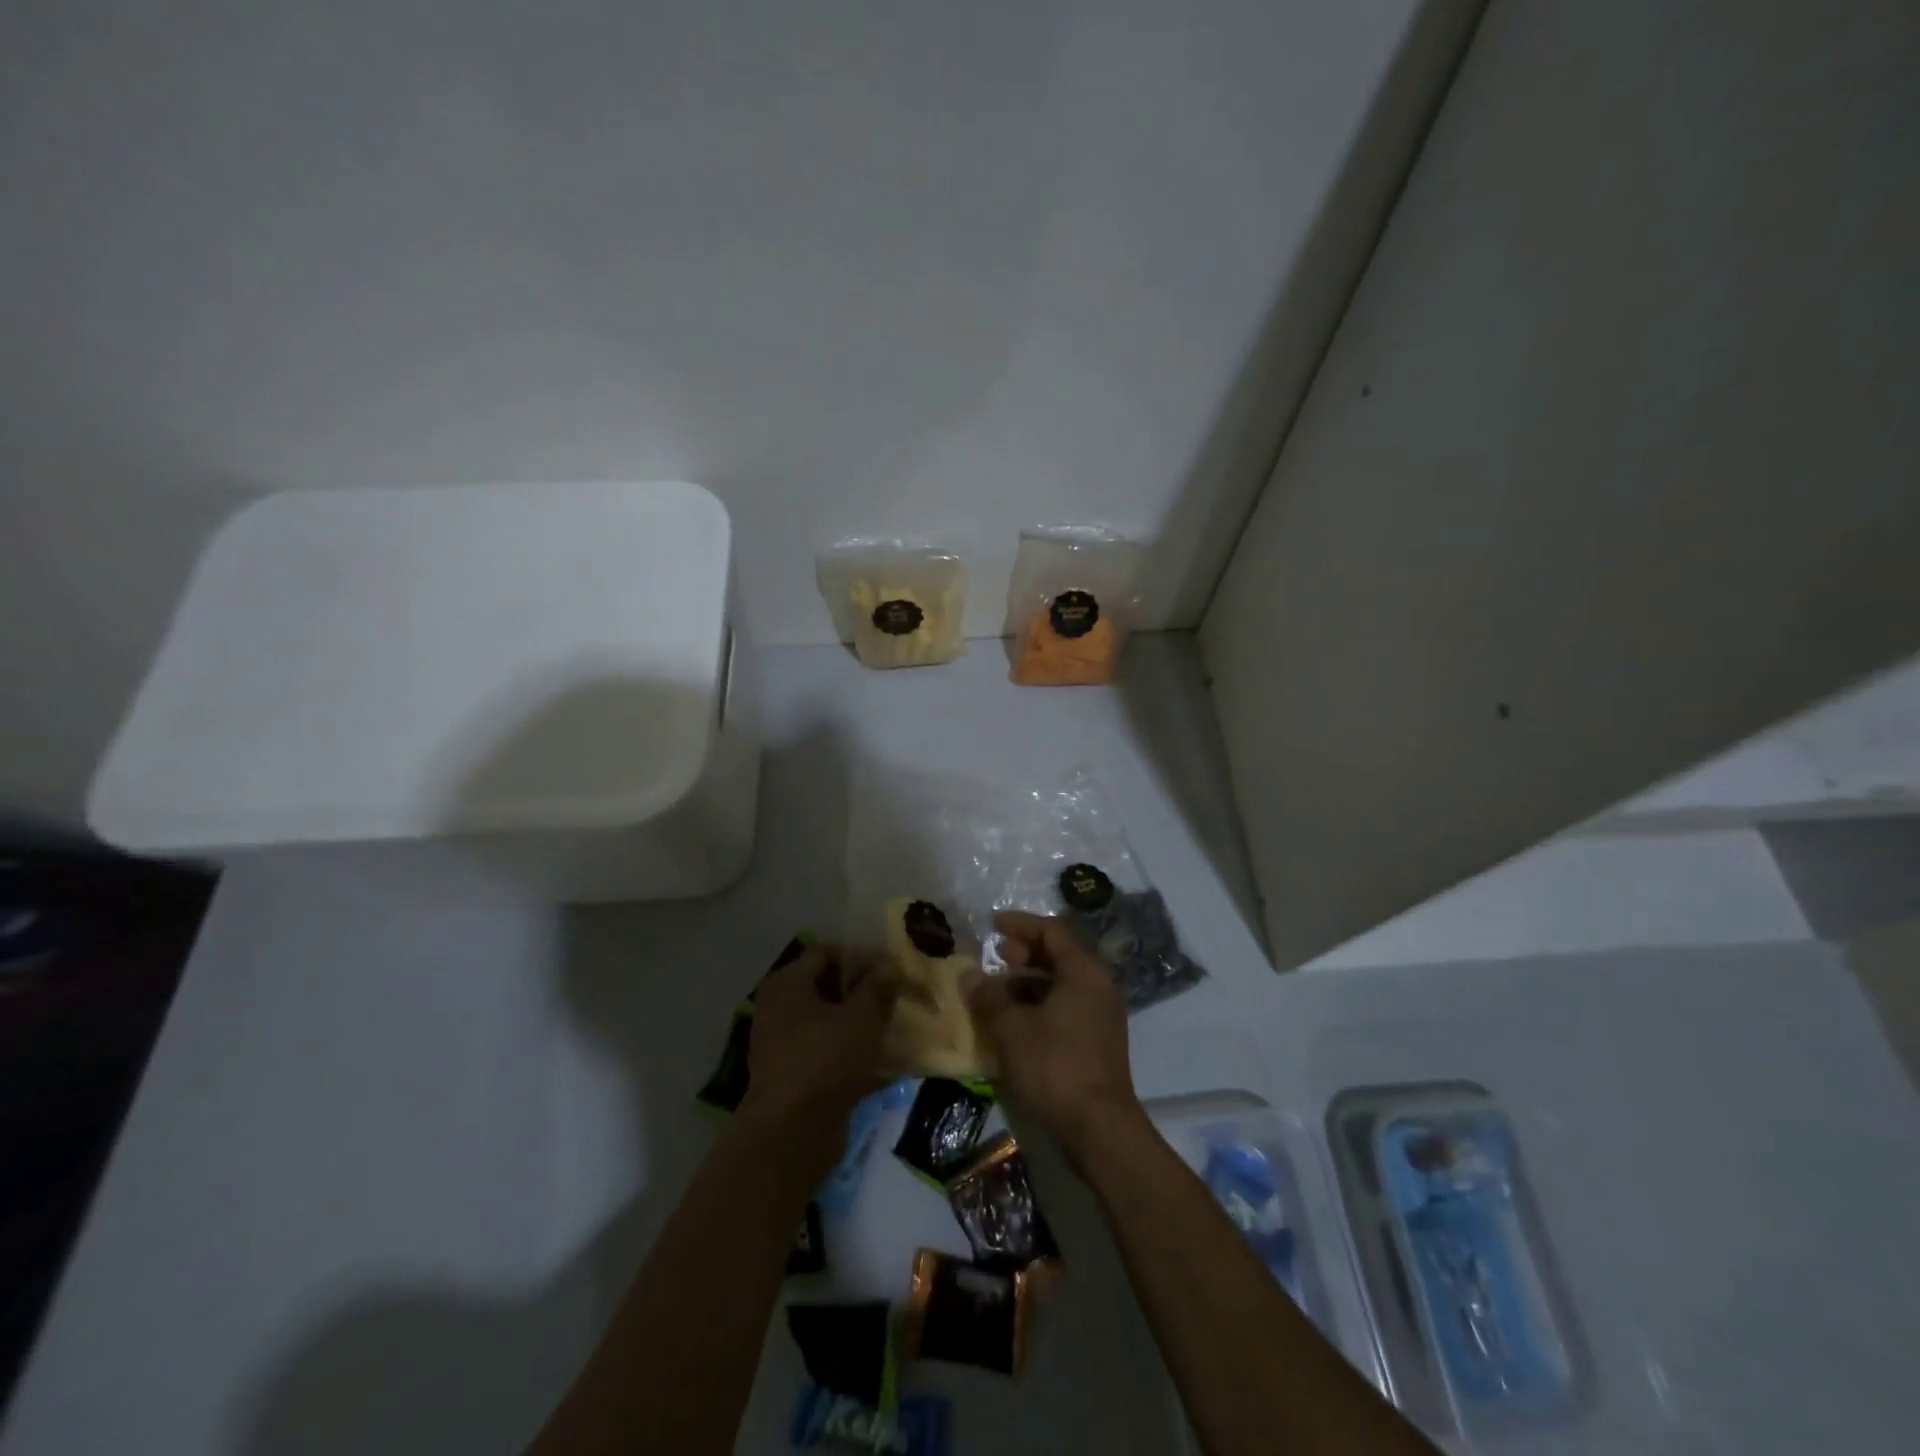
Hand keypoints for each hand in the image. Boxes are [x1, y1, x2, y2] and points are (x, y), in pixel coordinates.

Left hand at [737, 943, 897, 1159]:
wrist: (791, 1136)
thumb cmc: (825, 1060)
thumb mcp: (862, 1017)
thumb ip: (879, 986)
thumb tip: (891, 963)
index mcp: (788, 983)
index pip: (828, 953)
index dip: (863, 957)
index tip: (895, 969)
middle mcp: (781, 1008)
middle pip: (830, 987)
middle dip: (867, 991)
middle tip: (900, 996)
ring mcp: (786, 1045)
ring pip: (833, 1023)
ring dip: (864, 1024)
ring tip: (899, 1027)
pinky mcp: (797, 1077)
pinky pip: (831, 1054)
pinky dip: (856, 1055)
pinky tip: (889, 1062)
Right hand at [963, 912, 1144, 1157]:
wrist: (1099, 1128)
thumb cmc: (1056, 1066)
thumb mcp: (1013, 1029)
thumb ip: (990, 997)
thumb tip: (969, 975)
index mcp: (1084, 972)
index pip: (1053, 931)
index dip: (1022, 924)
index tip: (994, 925)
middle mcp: (1098, 986)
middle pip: (1060, 955)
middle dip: (1025, 952)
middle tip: (997, 956)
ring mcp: (1101, 1014)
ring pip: (1062, 983)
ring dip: (1029, 981)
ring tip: (998, 991)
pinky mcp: (1097, 1040)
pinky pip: (1066, 1006)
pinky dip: (1040, 1004)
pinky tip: (1015, 1020)